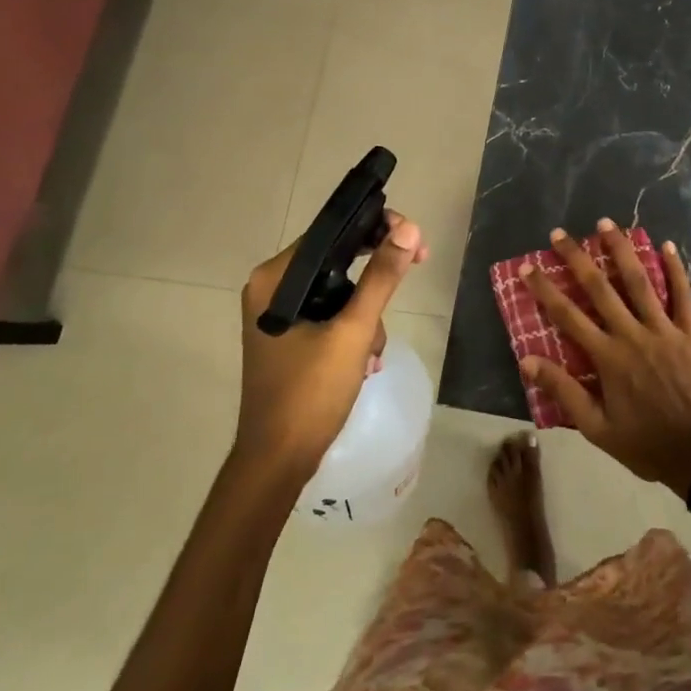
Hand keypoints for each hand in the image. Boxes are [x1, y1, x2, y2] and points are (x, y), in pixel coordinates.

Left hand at [235, 211, 425, 481]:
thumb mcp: (353, 331)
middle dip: (375, 279)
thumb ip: (382, 278)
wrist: (278, 461)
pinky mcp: (290, 337)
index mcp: (275, 279)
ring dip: (366, 315)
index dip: (375, 229)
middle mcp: (271, 289)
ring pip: (338, 291)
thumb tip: (410, 229)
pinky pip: (330, 315)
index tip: (414, 239)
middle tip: (418, 267)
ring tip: (371, 353)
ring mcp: (279, 315)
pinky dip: (353, 331)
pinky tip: (365, 363)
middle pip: (337, 260)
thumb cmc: (310, 393)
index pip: (331, 233)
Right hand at [522, 220, 690, 495]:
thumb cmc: (645, 443)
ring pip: (640, 282)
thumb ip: (563, 391)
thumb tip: (526, 360)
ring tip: (606, 223)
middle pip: (600, 288)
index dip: (546, 289)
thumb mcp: (596, 427)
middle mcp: (632, 335)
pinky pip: (683, 295)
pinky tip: (666, 245)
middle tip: (560, 233)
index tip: (528, 267)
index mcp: (607, 357)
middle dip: (577, 258)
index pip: (568, 316)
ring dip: (621, 250)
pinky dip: (676, 270)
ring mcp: (665, 330)